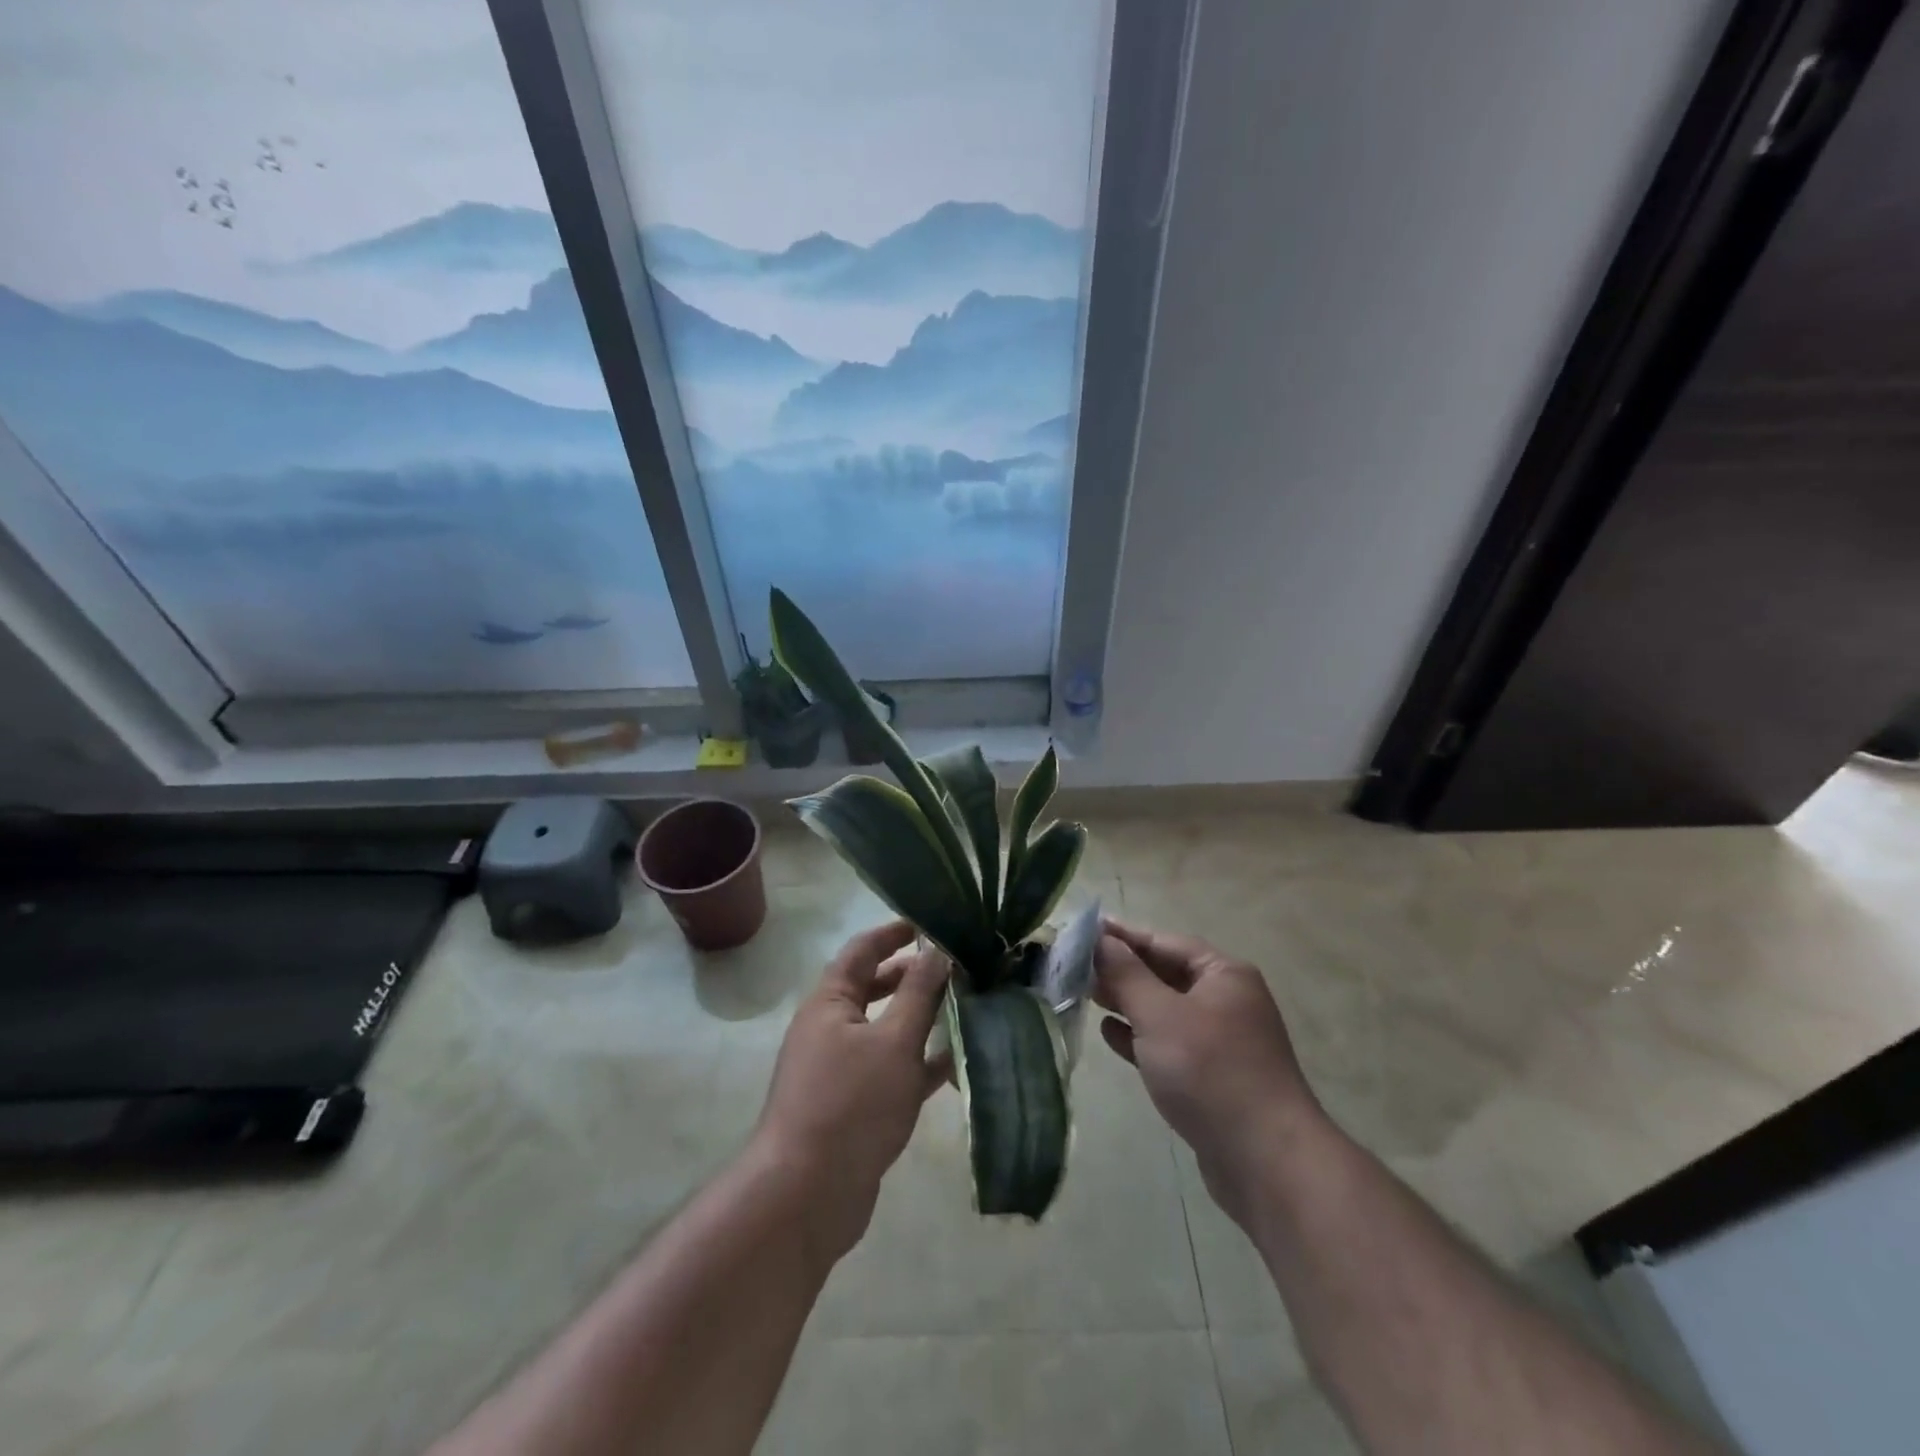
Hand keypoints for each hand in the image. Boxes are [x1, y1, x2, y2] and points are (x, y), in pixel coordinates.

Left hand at [752, 921, 948, 1267]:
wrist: (806, 1197)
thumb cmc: (850, 1104)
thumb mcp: (893, 1041)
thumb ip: (918, 993)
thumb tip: (936, 950)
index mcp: (830, 1003)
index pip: (861, 952)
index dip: (892, 934)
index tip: (926, 925)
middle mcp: (831, 1029)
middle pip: (874, 989)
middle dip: (912, 977)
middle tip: (955, 969)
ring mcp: (841, 1070)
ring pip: (886, 1031)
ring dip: (921, 1019)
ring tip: (965, 1009)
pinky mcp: (855, 1107)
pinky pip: (892, 1071)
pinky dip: (920, 1063)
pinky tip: (956, 1062)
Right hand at [1095, 919, 1321, 1227]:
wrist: (1266, 1162)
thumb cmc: (1210, 1072)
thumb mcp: (1160, 1015)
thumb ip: (1126, 974)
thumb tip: (1100, 939)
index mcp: (1224, 975)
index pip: (1164, 942)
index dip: (1122, 935)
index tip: (1082, 931)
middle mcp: (1225, 1001)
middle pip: (1164, 974)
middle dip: (1121, 970)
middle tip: (1074, 965)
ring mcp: (1220, 1042)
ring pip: (1164, 1011)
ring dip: (1127, 1003)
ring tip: (1085, 994)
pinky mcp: (1211, 1078)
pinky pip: (1168, 1045)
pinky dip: (1140, 1037)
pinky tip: (1109, 1034)